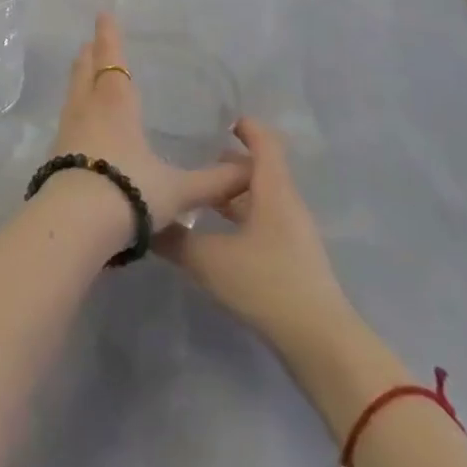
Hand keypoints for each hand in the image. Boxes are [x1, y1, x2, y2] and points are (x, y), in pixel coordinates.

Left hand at [48, 13, 248, 231]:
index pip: (112, 60)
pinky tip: (80, 120)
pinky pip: (68, 117)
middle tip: (91, 42)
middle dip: (90, 54)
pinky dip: (75, 106)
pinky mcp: (56, 152)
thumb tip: (250, 171)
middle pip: (86, 70)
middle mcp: (88, 108)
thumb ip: (214, 182)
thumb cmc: (129, 192)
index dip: (109, 37)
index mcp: (116, 103)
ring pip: (73, 92)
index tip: (103, 15)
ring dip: (79, 77)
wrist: (75, 223)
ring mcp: (68, 129)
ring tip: (84, 71)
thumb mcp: (178, 190)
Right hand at [155, 118, 355, 366]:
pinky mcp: (293, 260)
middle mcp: (286, 204)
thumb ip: (174, 238)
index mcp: (272, 189)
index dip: (244, 126)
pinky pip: (264, 223)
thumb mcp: (209, 260)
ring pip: (261, 198)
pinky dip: (240, 218)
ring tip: (198, 196)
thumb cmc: (267, 285)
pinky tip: (216, 236)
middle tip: (193, 159)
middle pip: (260, 169)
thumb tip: (144, 221)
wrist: (322, 346)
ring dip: (232, 194)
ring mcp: (293, 234)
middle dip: (228, 162)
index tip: (216, 120)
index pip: (264, 141)